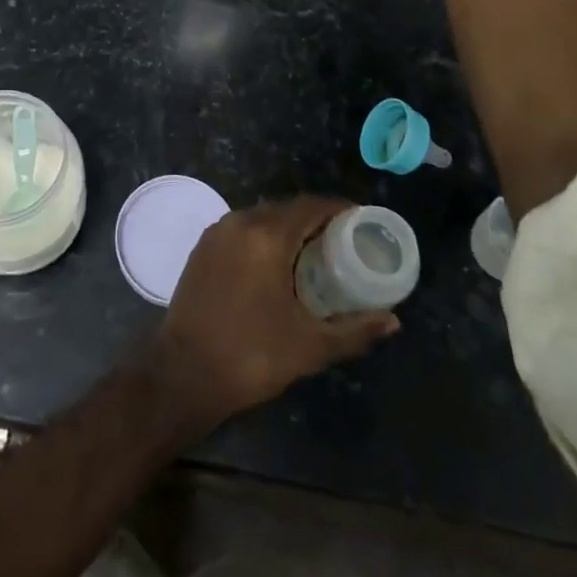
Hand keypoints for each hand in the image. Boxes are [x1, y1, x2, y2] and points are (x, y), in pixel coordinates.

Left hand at [148, 198, 398, 433]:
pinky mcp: (203, 246)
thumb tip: (393, 321)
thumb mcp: (310, 346)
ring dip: (288, 226)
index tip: (360, 220)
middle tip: (342, 239)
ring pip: (262, 216)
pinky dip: (264, 235)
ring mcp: (217, 232)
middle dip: (315, 218)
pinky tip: (276, 261)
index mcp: (267, 236)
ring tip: (313, 250)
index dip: (338, 208)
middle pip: (286, 208)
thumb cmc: (252, 355)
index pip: (310, 205)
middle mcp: (240, 222)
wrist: (184, 371)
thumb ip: (354, 330)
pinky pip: (242, 228)